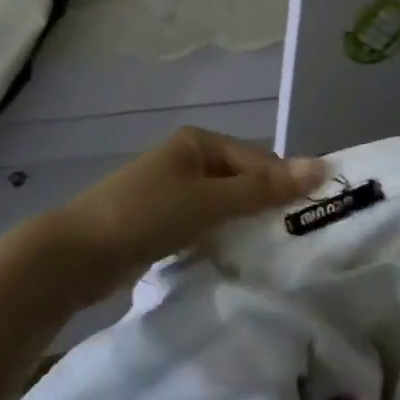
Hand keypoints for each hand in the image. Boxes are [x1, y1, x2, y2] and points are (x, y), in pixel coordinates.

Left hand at [41, 128, 326, 306]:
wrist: (75, 254)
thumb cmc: (146, 215)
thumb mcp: (210, 201)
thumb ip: (264, 189)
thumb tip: (323, 167)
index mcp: (198, 142)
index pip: (258, 160)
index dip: (284, 185)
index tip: (311, 219)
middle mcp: (186, 160)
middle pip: (241, 181)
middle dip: (264, 207)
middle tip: (293, 239)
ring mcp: (171, 191)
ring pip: (223, 206)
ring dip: (242, 226)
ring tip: (269, 252)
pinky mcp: (160, 221)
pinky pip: (203, 225)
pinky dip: (218, 239)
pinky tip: (231, 258)